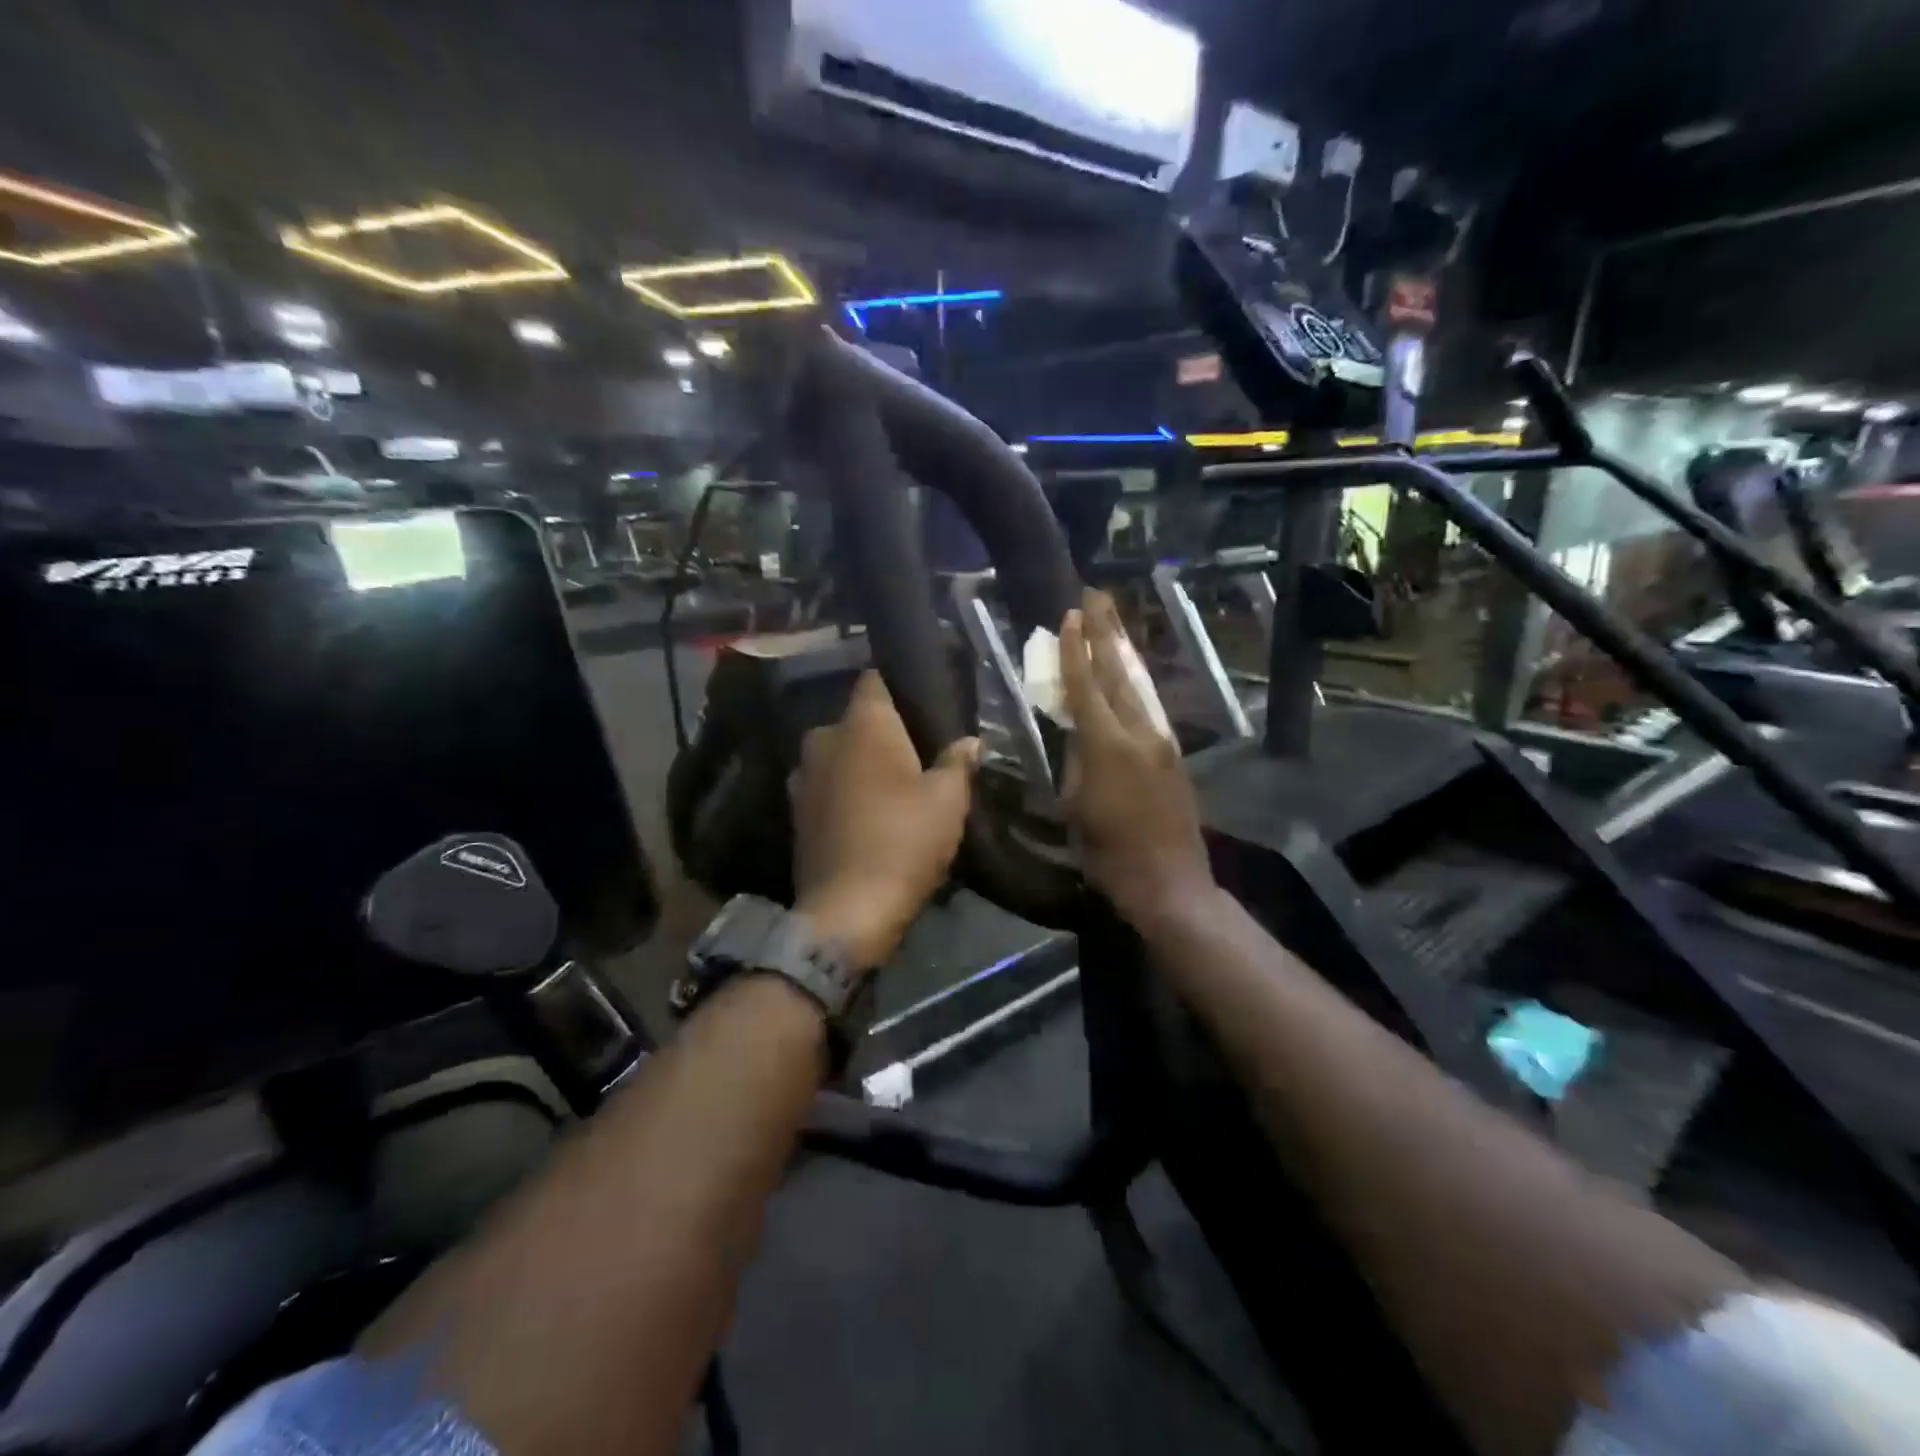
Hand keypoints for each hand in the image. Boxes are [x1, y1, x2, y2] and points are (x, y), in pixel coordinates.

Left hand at [791, 672, 979, 971]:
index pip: (875, 680)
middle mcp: (824, 739)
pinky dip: (845, 792)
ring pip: (839, 755)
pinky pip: (827, 786)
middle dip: (883, 733)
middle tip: (918, 753)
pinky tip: (869, 814)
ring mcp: (803, 776)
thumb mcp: (947, 800)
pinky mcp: (796, 812)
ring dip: (862, 765)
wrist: (847, 911)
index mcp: (861, 724)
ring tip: (894, 786)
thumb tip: (970, 741)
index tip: (923, 703)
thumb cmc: (903, 841)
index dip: (898, 687)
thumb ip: (958, 762)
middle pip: (857, 721)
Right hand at [1060, 591, 1213, 929]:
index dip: (1076, 650)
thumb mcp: (1076, 806)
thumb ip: (1076, 761)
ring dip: (1123, 651)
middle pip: (1119, 672)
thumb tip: (1078, 733)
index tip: (1069, 616)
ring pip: (1138, 686)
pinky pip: (1148, 707)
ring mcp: (1162, 741)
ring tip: (1112, 621)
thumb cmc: (1109, 853)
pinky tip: (1127, 673)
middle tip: (1097, 595)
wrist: (1169, 882)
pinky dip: (1133, 683)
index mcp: (1108, 745)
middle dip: (1106, 631)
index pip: (1087, 686)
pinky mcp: (1173, 755)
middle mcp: (1140, 732)